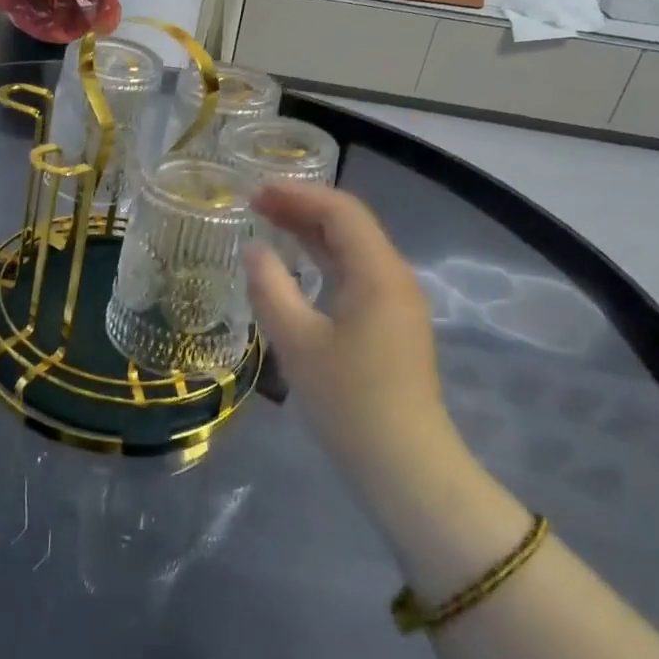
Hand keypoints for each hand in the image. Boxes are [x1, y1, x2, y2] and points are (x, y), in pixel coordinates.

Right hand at [244, 183, 459, 493]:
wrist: (404, 465)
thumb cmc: (348, 401)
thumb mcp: (296, 342)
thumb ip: (270, 288)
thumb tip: (254, 250)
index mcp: (378, 273)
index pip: (340, 212)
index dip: (296, 195)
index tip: (254, 193)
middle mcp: (394, 277)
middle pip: (349, 225)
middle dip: (302, 208)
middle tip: (254, 204)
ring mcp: (396, 302)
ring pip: (352, 250)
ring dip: (312, 233)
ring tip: (269, 224)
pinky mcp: (391, 324)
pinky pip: (355, 274)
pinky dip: (323, 260)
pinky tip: (297, 267)